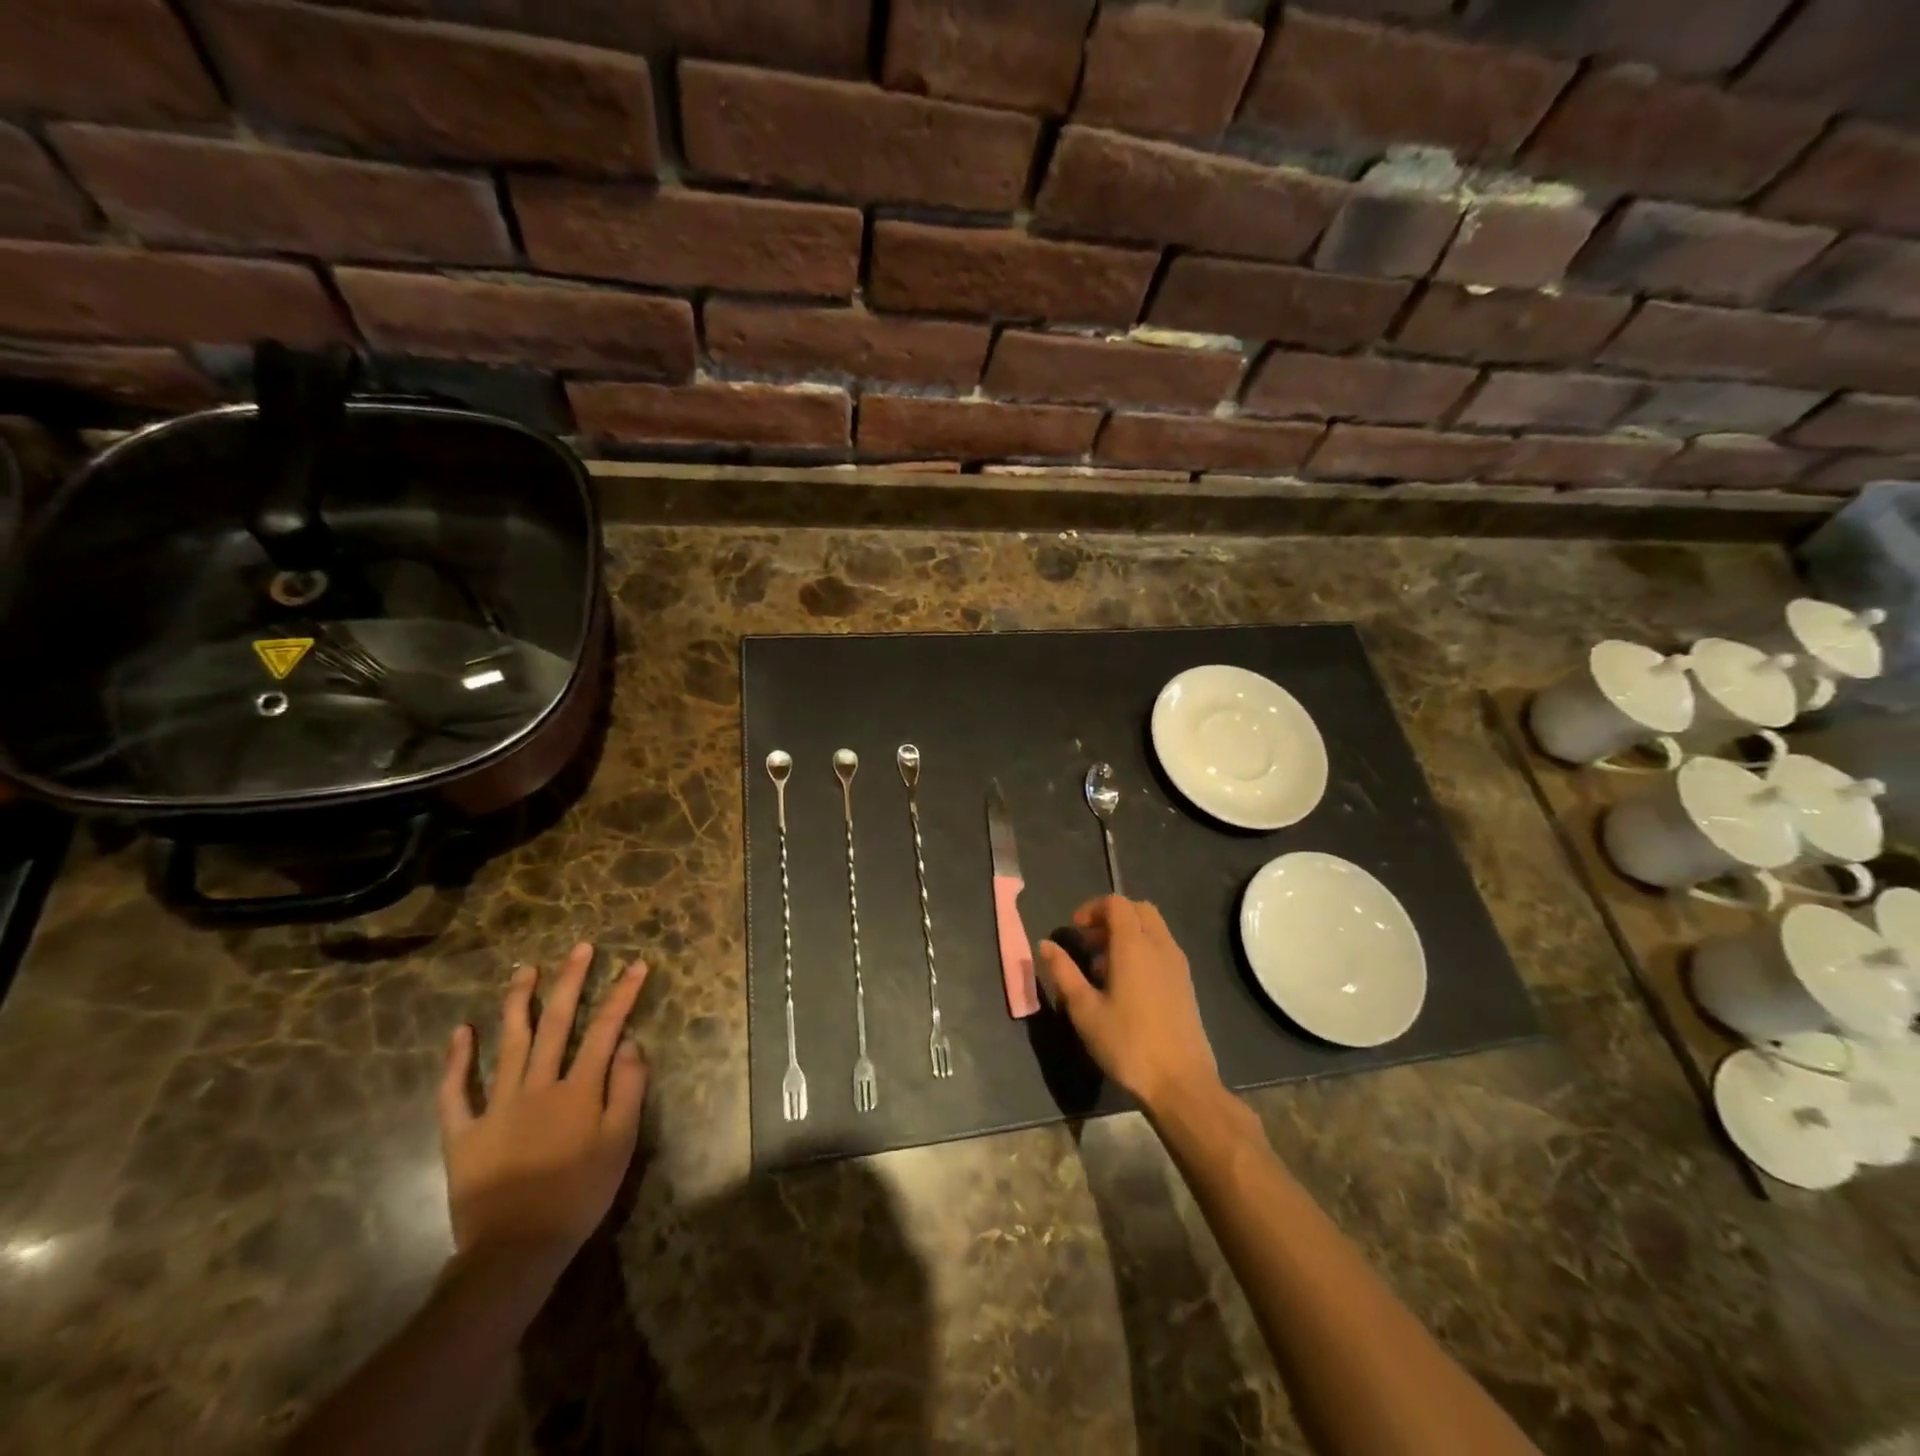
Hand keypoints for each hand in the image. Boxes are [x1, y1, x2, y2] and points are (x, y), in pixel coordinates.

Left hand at [437, 944, 649, 1266]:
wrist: (514, 1251)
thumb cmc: (579, 1195)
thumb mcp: (620, 1144)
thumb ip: (628, 1089)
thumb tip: (629, 1042)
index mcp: (579, 1090)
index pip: (606, 1029)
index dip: (623, 994)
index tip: (637, 964)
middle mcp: (538, 1086)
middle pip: (557, 1023)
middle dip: (571, 981)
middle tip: (580, 948)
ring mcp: (497, 1106)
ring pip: (508, 1043)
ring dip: (518, 1002)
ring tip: (526, 969)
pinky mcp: (463, 1133)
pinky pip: (456, 1091)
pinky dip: (458, 1060)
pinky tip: (462, 1031)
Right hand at [1036, 895, 1218, 1111]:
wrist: (1181, 1083)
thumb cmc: (1127, 1044)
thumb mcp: (1084, 1010)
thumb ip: (1064, 972)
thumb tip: (1046, 944)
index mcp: (1134, 946)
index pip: (1116, 903)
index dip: (1092, 908)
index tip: (1075, 931)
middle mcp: (1160, 946)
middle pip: (1138, 909)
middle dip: (1111, 917)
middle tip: (1089, 943)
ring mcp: (1178, 964)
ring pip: (1153, 928)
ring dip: (1128, 934)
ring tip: (1104, 967)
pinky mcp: (1186, 983)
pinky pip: (1163, 948)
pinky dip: (1143, 950)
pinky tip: (1127, 985)